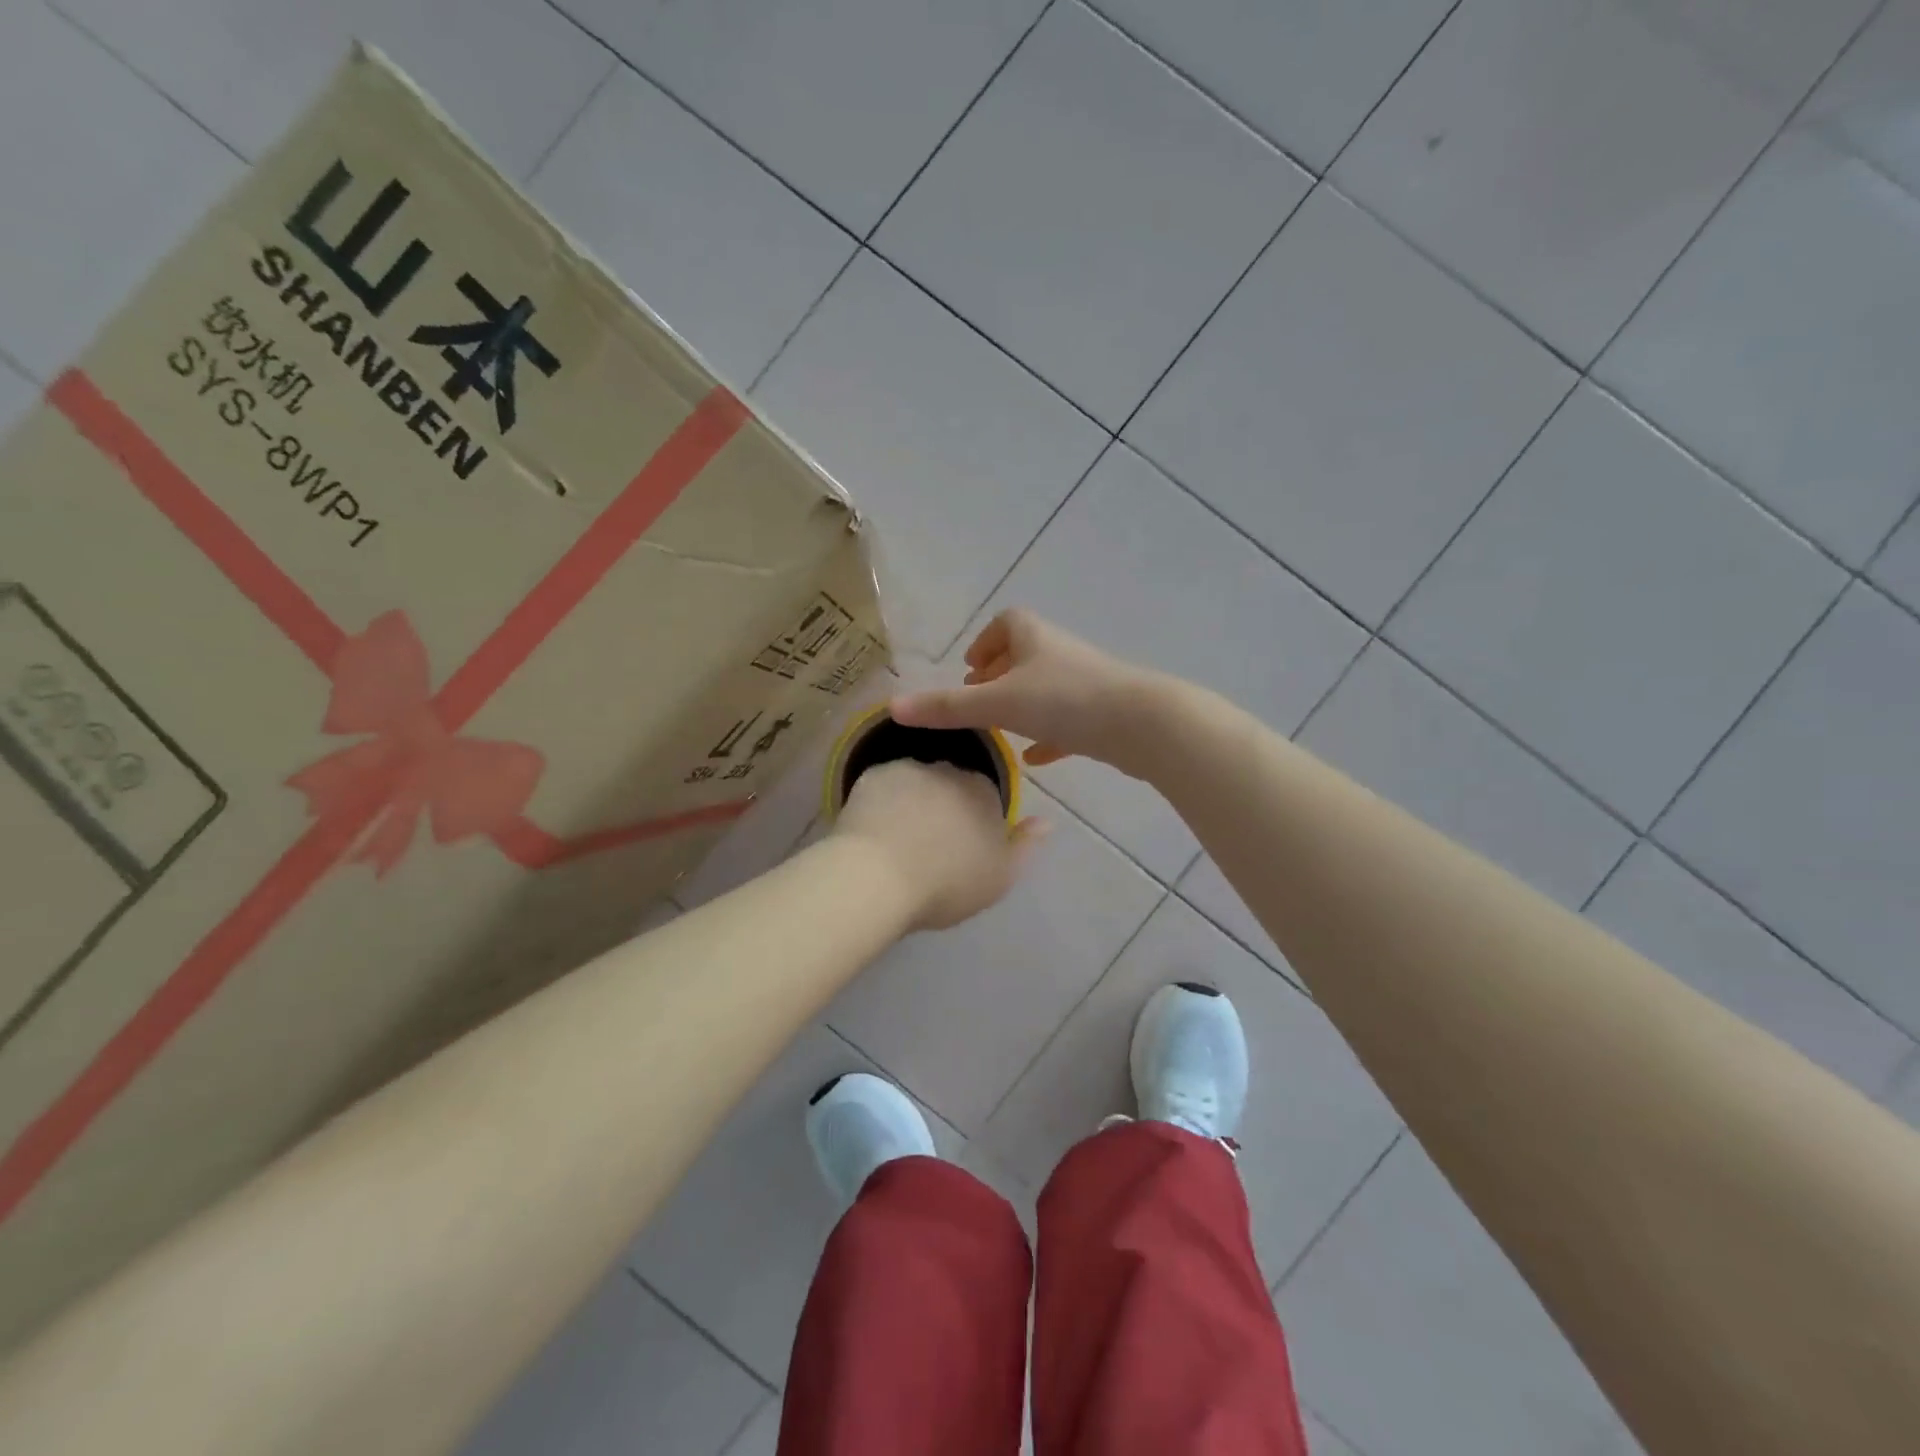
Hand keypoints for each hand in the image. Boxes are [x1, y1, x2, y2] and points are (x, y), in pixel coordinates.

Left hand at [833, 760, 1046, 930]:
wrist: (877, 878)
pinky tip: (873, 829)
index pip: (986, 795)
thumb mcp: (1000, 877)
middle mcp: (949, 769)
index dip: (975, 819)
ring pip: (915, 781)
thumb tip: (1045, 822)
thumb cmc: (947, 883)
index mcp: (984, 792)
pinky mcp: (871, 775)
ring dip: (912, 800)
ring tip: (897, 838)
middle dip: (944, 805)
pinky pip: (883, 786)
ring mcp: (907, 769)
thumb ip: (1026, 847)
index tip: (963, 847)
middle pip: (950, 783)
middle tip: (930, 844)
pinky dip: (882, 802)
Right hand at [891, 610, 1167, 777]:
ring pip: (1047, 688)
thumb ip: (947, 708)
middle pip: (1026, 655)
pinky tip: (1038, 758)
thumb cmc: (1065, 701)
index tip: (971, 668)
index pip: (1006, 624)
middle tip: (977, 700)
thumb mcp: (998, 704)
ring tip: (1001, 729)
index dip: (986, 642)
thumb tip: (892, 707)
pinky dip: (1049, 733)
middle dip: (1000, 675)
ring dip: (1023, 704)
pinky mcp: (1102, 713)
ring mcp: (1084, 683)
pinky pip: (1068, 719)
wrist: (1141, 723)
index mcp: (1034, 638)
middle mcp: (1059, 653)